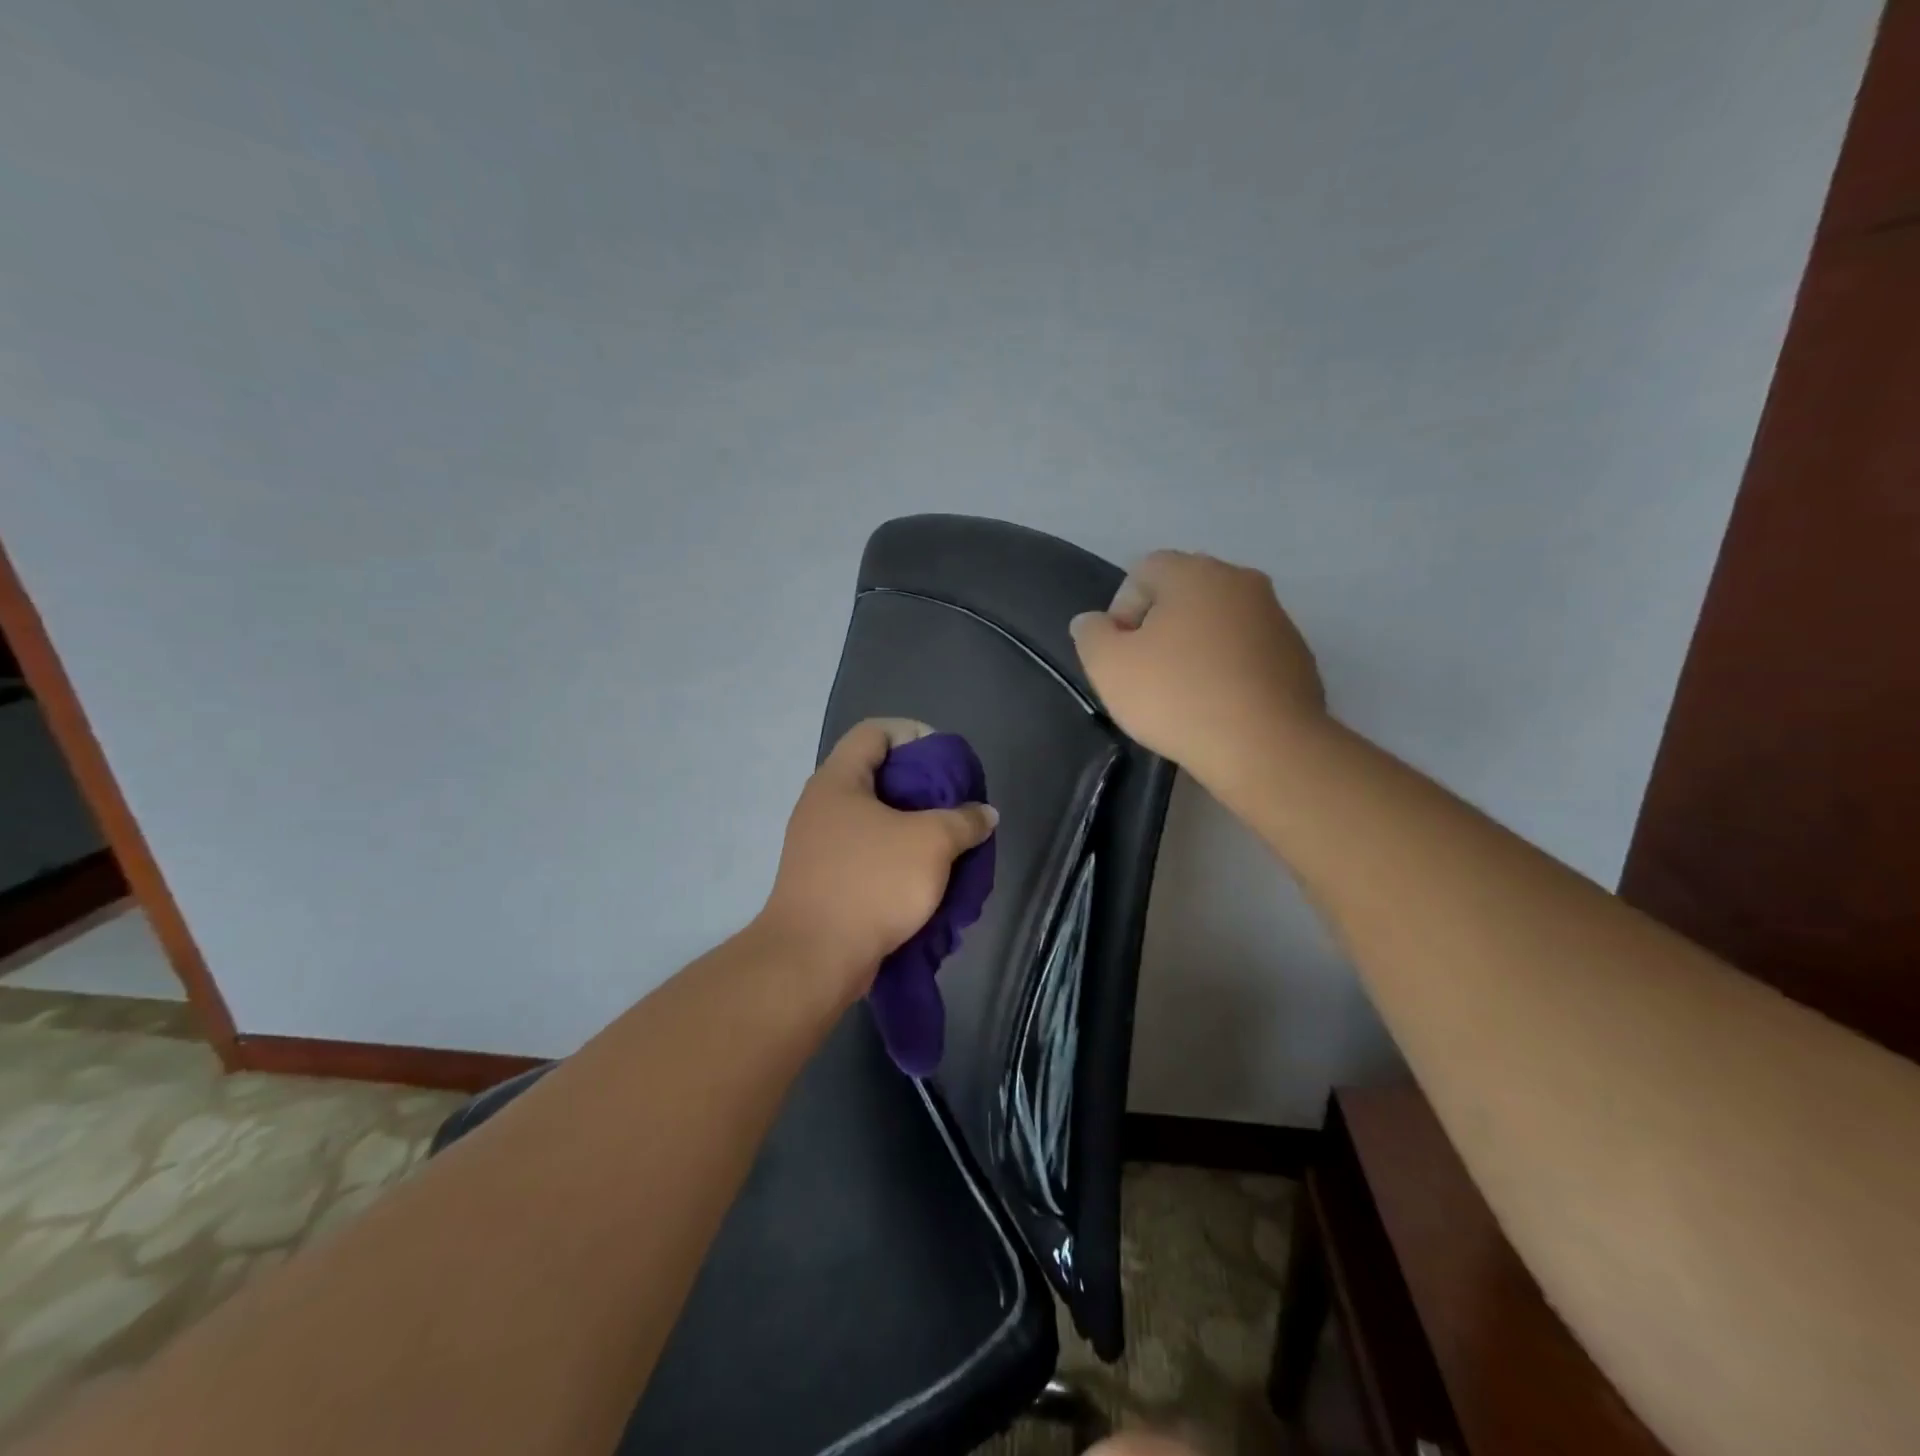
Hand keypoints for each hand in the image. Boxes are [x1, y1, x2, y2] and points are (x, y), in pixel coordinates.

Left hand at [756, 718, 998, 1004]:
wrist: (814, 958)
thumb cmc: (872, 884)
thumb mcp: (931, 844)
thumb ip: (964, 820)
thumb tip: (984, 814)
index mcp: (838, 780)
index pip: (875, 731)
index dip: (914, 733)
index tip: (947, 759)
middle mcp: (822, 805)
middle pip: (876, 775)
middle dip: (921, 788)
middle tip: (955, 804)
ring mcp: (818, 845)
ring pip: (874, 820)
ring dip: (912, 829)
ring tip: (948, 844)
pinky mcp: (823, 879)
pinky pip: (866, 854)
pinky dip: (896, 859)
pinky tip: (925, 877)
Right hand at [1069, 550, 1326, 788]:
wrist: (1265, 746)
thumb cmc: (1177, 697)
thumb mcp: (1108, 667)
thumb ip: (1092, 635)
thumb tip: (1094, 622)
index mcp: (1194, 573)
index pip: (1143, 571)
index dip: (1122, 611)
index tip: (1121, 656)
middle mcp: (1241, 581)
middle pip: (1185, 594)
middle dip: (1160, 628)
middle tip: (1147, 674)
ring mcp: (1277, 618)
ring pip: (1220, 623)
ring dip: (1197, 648)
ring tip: (1185, 696)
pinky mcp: (1298, 656)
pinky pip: (1249, 653)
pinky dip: (1230, 670)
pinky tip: (1220, 708)